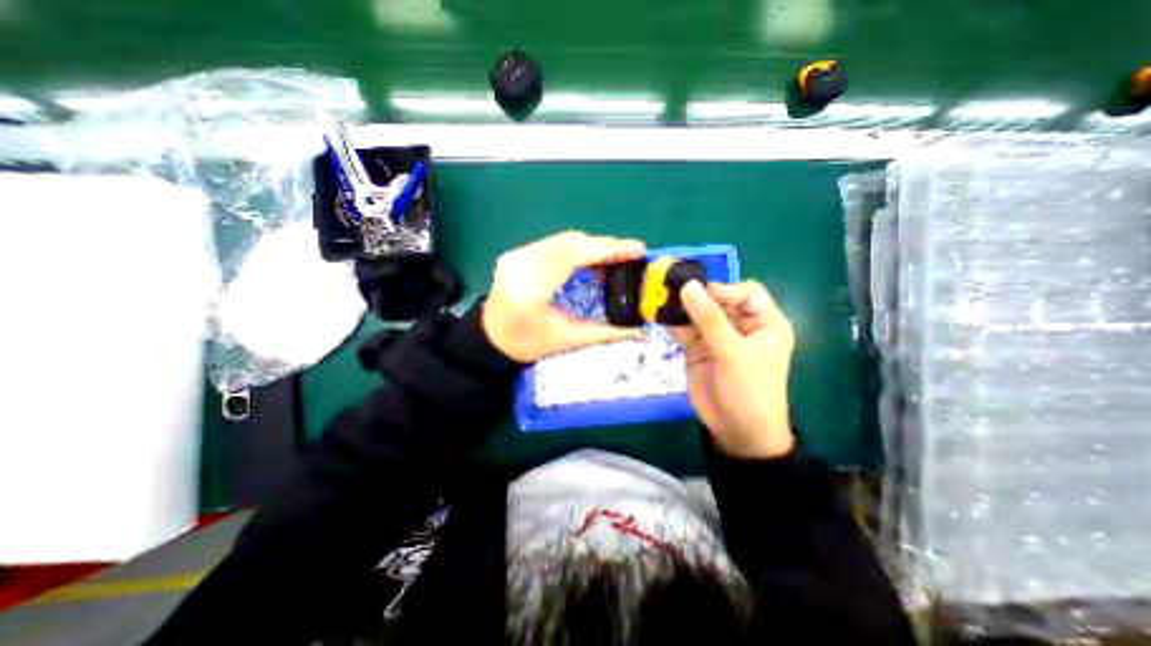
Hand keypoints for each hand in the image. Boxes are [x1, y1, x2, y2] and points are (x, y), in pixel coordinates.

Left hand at [483, 232, 645, 364]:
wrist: (491, 339)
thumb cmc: (529, 344)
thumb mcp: (568, 340)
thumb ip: (606, 333)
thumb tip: (641, 331)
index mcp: (532, 290)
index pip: (576, 256)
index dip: (608, 249)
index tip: (636, 248)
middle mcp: (522, 264)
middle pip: (570, 242)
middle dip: (604, 245)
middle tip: (629, 253)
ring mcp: (516, 255)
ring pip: (562, 239)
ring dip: (591, 244)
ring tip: (614, 256)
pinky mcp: (515, 253)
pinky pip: (552, 242)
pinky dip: (575, 247)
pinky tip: (589, 257)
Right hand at [672, 279, 798, 455]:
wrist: (735, 431)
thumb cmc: (749, 390)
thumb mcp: (733, 352)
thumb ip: (709, 319)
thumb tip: (688, 286)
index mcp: (763, 322)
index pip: (746, 292)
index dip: (725, 290)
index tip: (702, 294)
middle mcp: (740, 326)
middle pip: (718, 300)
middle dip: (697, 296)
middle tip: (672, 289)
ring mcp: (716, 337)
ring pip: (698, 313)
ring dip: (681, 308)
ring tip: (660, 299)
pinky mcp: (697, 349)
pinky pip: (684, 329)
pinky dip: (672, 323)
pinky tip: (659, 315)